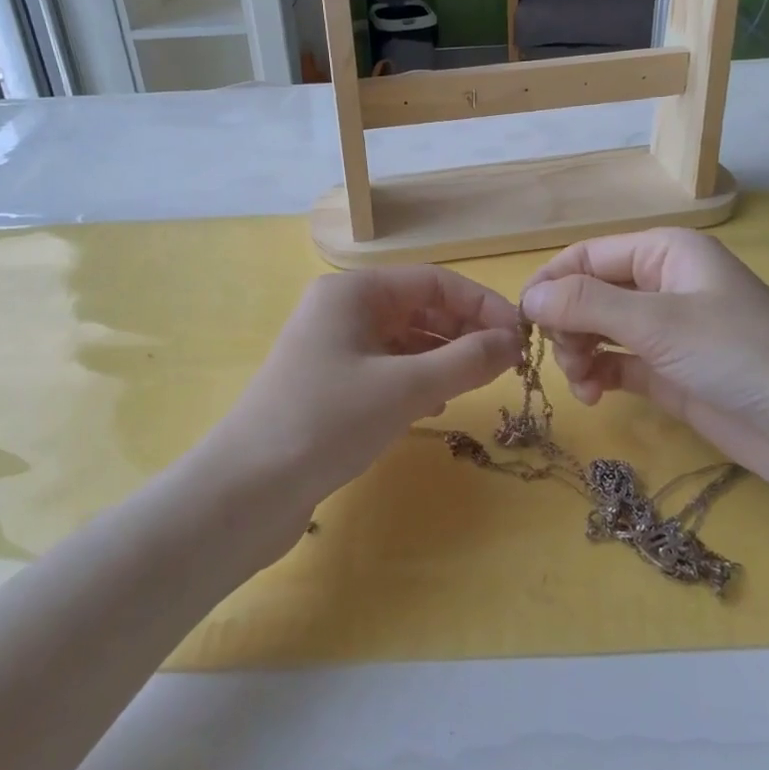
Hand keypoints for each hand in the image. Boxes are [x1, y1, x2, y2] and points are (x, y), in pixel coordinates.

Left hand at [210, 266, 521, 506]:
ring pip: (404, 340)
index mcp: (354, 291)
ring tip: (478, 383)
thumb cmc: (328, 421)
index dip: (481, 304)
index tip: (521, 336)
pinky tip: (436, 403)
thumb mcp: (405, 387)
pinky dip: (417, 379)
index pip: (433, 281)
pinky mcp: (330, 384)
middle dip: (464, 331)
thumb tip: (513, 342)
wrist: (248, 489)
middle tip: (506, 364)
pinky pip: (386, 368)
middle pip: (419, 307)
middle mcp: (342, 310)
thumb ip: (465, 360)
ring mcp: (333, 347)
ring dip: (444, 356)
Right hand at [519, 228, 768, 515]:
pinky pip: (616, 363)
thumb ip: (587, 305)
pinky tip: (594, 394)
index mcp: (664, 253)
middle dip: (567, 323)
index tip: (521, 320)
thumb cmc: (741, 355)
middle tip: (564, 358)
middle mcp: (662, 285)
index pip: (587, 256)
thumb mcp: (658, 322)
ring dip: (578, 353)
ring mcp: (666, 332)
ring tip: (583, 383)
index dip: (551, 283)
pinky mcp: (670, 373)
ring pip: (598, 330)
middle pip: (588, 294)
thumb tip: (528, 298)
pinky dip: (598, 375)